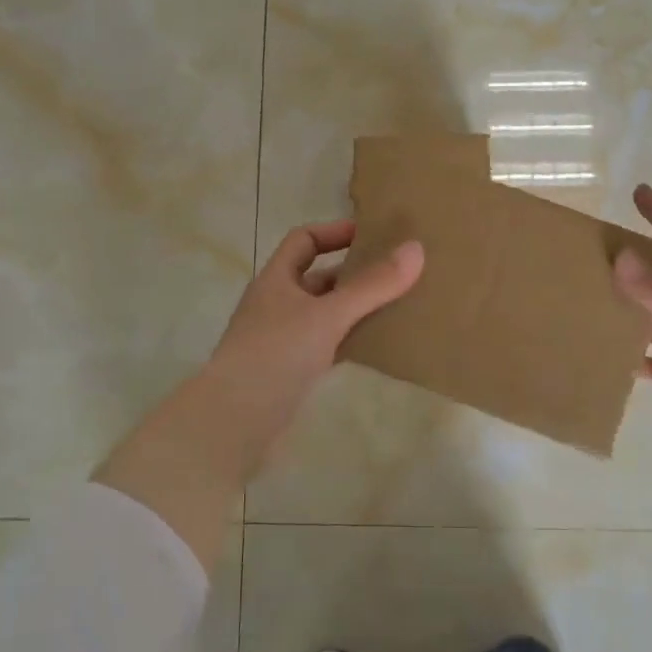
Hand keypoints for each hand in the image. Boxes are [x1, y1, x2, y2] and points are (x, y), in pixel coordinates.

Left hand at [210, 220, 423, 410]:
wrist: (235, 419)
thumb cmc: (277, 354)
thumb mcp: (328, 315)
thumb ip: (372, 285)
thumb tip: (416, 248)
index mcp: (276, 279)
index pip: (304, 240)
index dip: (335, 232)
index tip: (372, 235)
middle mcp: (275, 304)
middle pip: (317, 278)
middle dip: (353, 274)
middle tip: (396, 273)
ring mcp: (280, 339)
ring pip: (323, 313)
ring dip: (353, 309)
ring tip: (395, 307)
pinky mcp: (288, 371)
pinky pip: (324, 345)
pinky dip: (348, 340)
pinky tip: (375, 346)